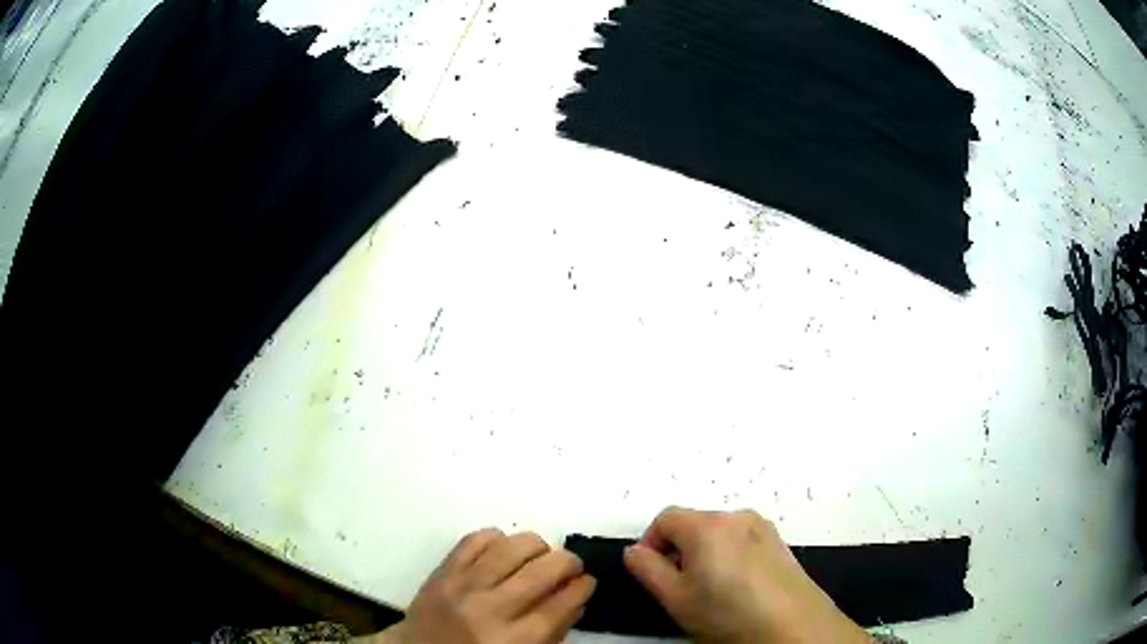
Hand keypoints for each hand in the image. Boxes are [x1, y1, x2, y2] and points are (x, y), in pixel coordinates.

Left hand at [372, 529, 595, 643]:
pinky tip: (504, 549)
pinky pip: (475, 539)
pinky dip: (497, 538)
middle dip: (568, 562)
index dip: (582, 588)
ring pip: (512, 547)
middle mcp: (489, 610)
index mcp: (513, 641)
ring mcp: (462, 586)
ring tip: (540, 555)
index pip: (560, 605)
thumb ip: (553, 633)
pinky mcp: (442, 570)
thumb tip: (577, 599)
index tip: (588, 581)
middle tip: (571, 566)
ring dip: (537, 546)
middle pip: (542, 571)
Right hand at [624, 507, 871, 643]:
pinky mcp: (779, 542)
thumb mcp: (675, 598)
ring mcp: (762, 528)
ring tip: (710, 591)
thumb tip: (635, 551)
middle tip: (679, 587)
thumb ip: (646, 569)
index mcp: (707, 525)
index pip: (664, 519)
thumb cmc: (728, 614)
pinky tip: (737, 589)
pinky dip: (729, 557)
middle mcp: (737, 516)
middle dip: (678, 550)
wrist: (793, 627)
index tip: (651, 573)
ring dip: (704, 554)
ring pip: (718, 533)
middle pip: (693, 524)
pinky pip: (742, 541)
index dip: (650, 543)